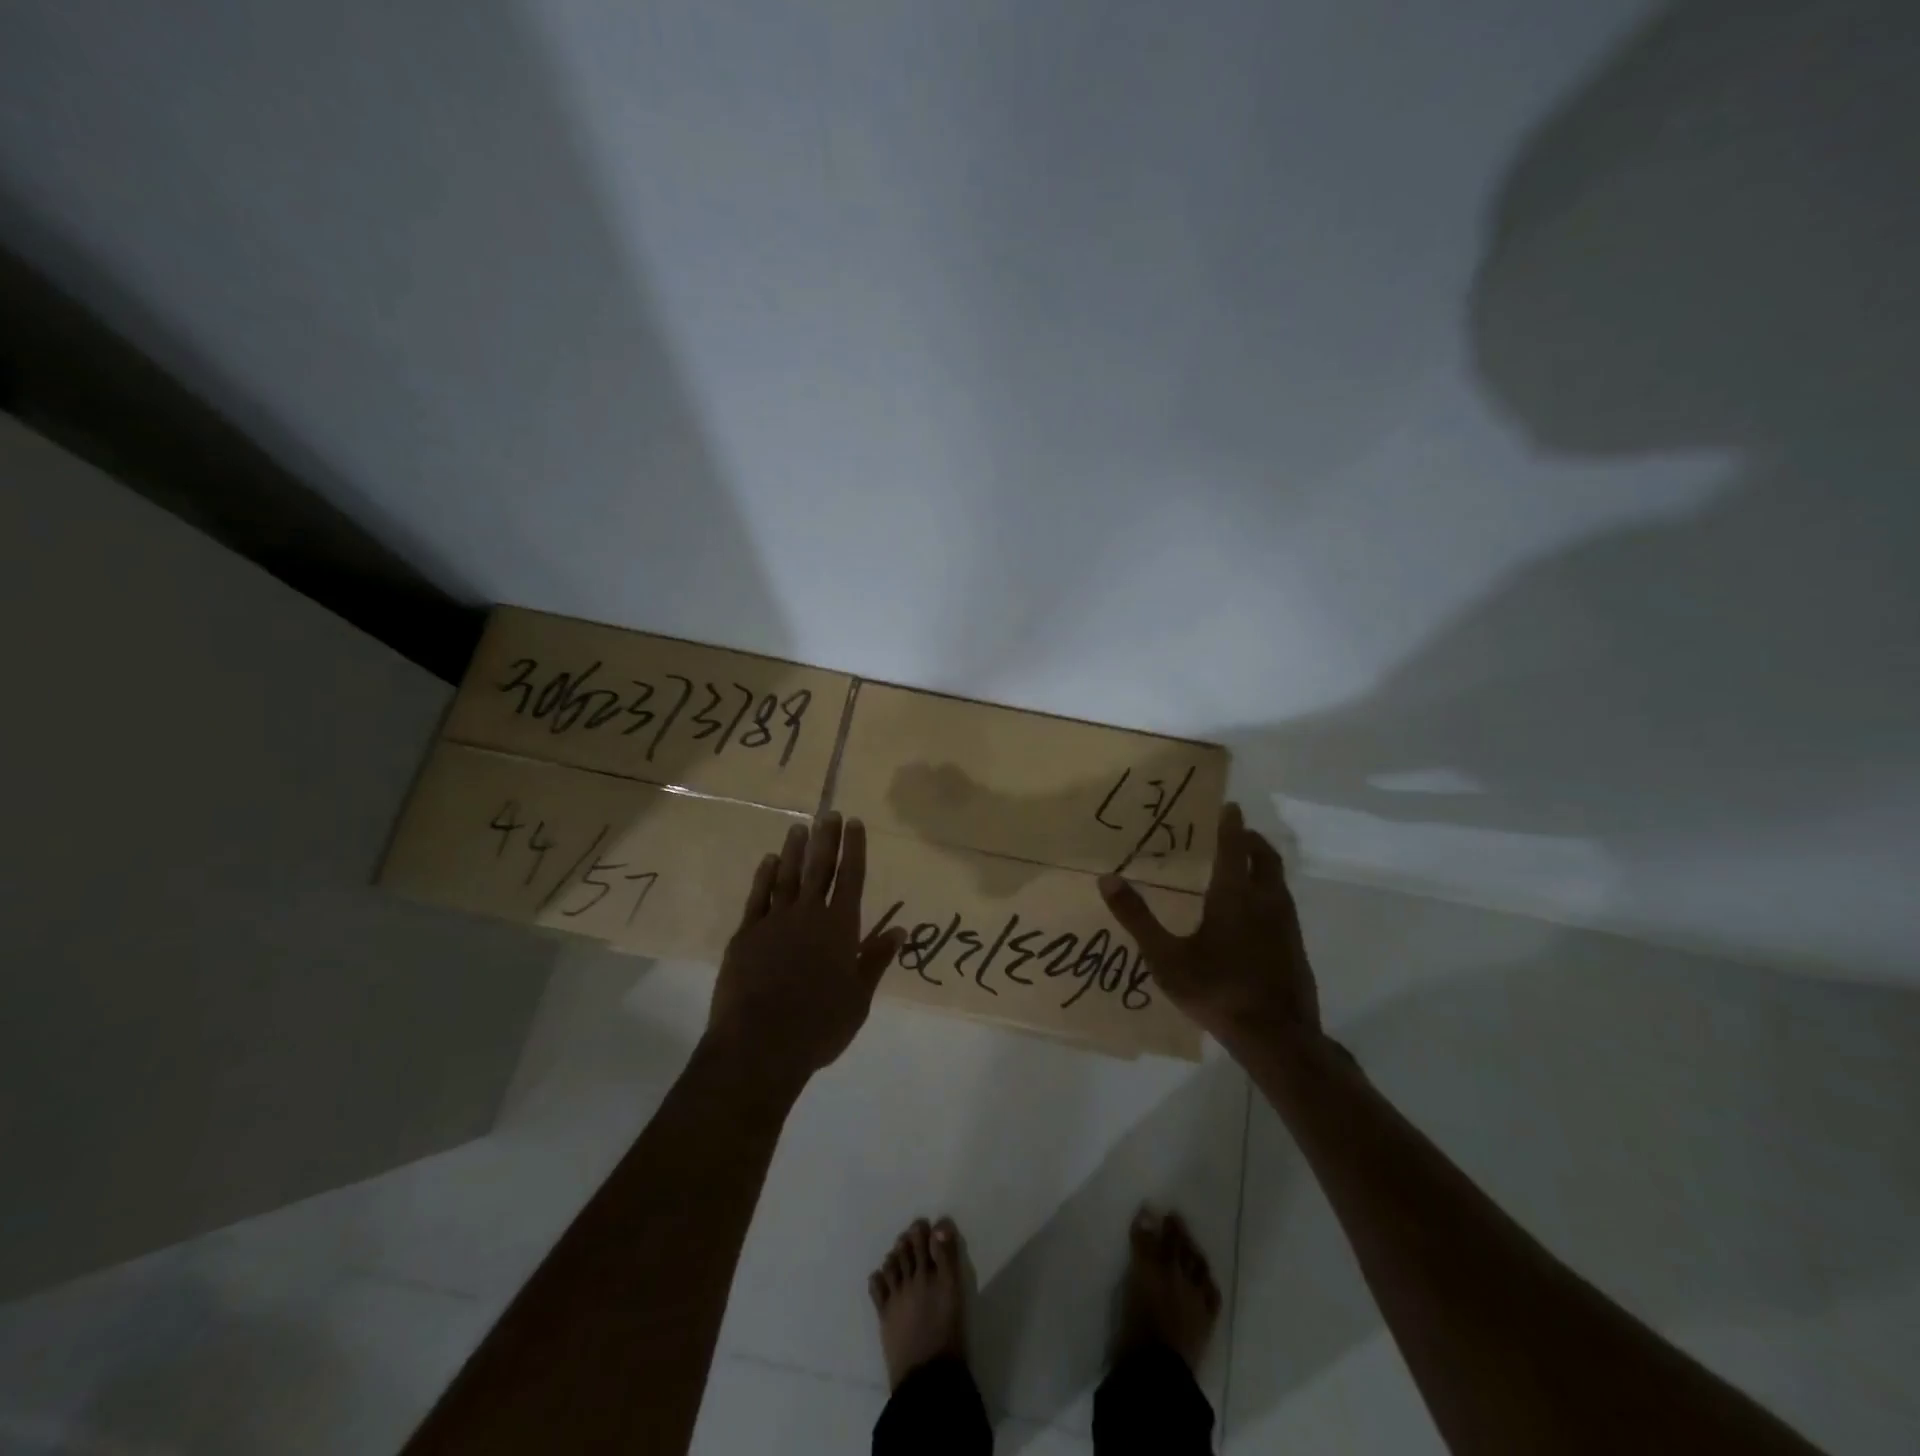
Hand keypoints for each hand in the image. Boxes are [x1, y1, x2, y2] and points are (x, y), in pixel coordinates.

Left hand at [706, 812, 906, 1087]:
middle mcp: (808, 915)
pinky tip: (769, 861)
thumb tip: (900, 930)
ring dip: (795, 850)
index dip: (854, 849)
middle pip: (820, 869)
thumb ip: (876, 960)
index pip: (851, 878)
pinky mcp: (746, 935)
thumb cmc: (819, 1025)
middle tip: (829, 813)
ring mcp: (774, 922)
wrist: (759, 1044)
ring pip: (787, 876)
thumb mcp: (859, 999)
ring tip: (800, 827)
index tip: (854, 823)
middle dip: (826, 839)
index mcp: (840, 928)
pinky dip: (764, 877)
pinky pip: (758, 897)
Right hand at [1099, 802, 1320, 1044]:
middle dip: (1251, 840)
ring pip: (1278, 880)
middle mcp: (1265, 901)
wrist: (1277, 1037)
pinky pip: (1282, 903)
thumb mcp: (1165, 958)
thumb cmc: (1217, 990)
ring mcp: (1286, 924)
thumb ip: (1137, 918)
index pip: (1233, 847)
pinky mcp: (1295, 946)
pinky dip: (1268, 890)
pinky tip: (1253, 913)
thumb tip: (1107, 880)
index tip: (1230, 805)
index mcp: (1234, 896)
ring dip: (1262, 864)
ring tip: (1243, 865)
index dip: (1230, 824)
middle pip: (1265, 857)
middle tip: (1236, 832)